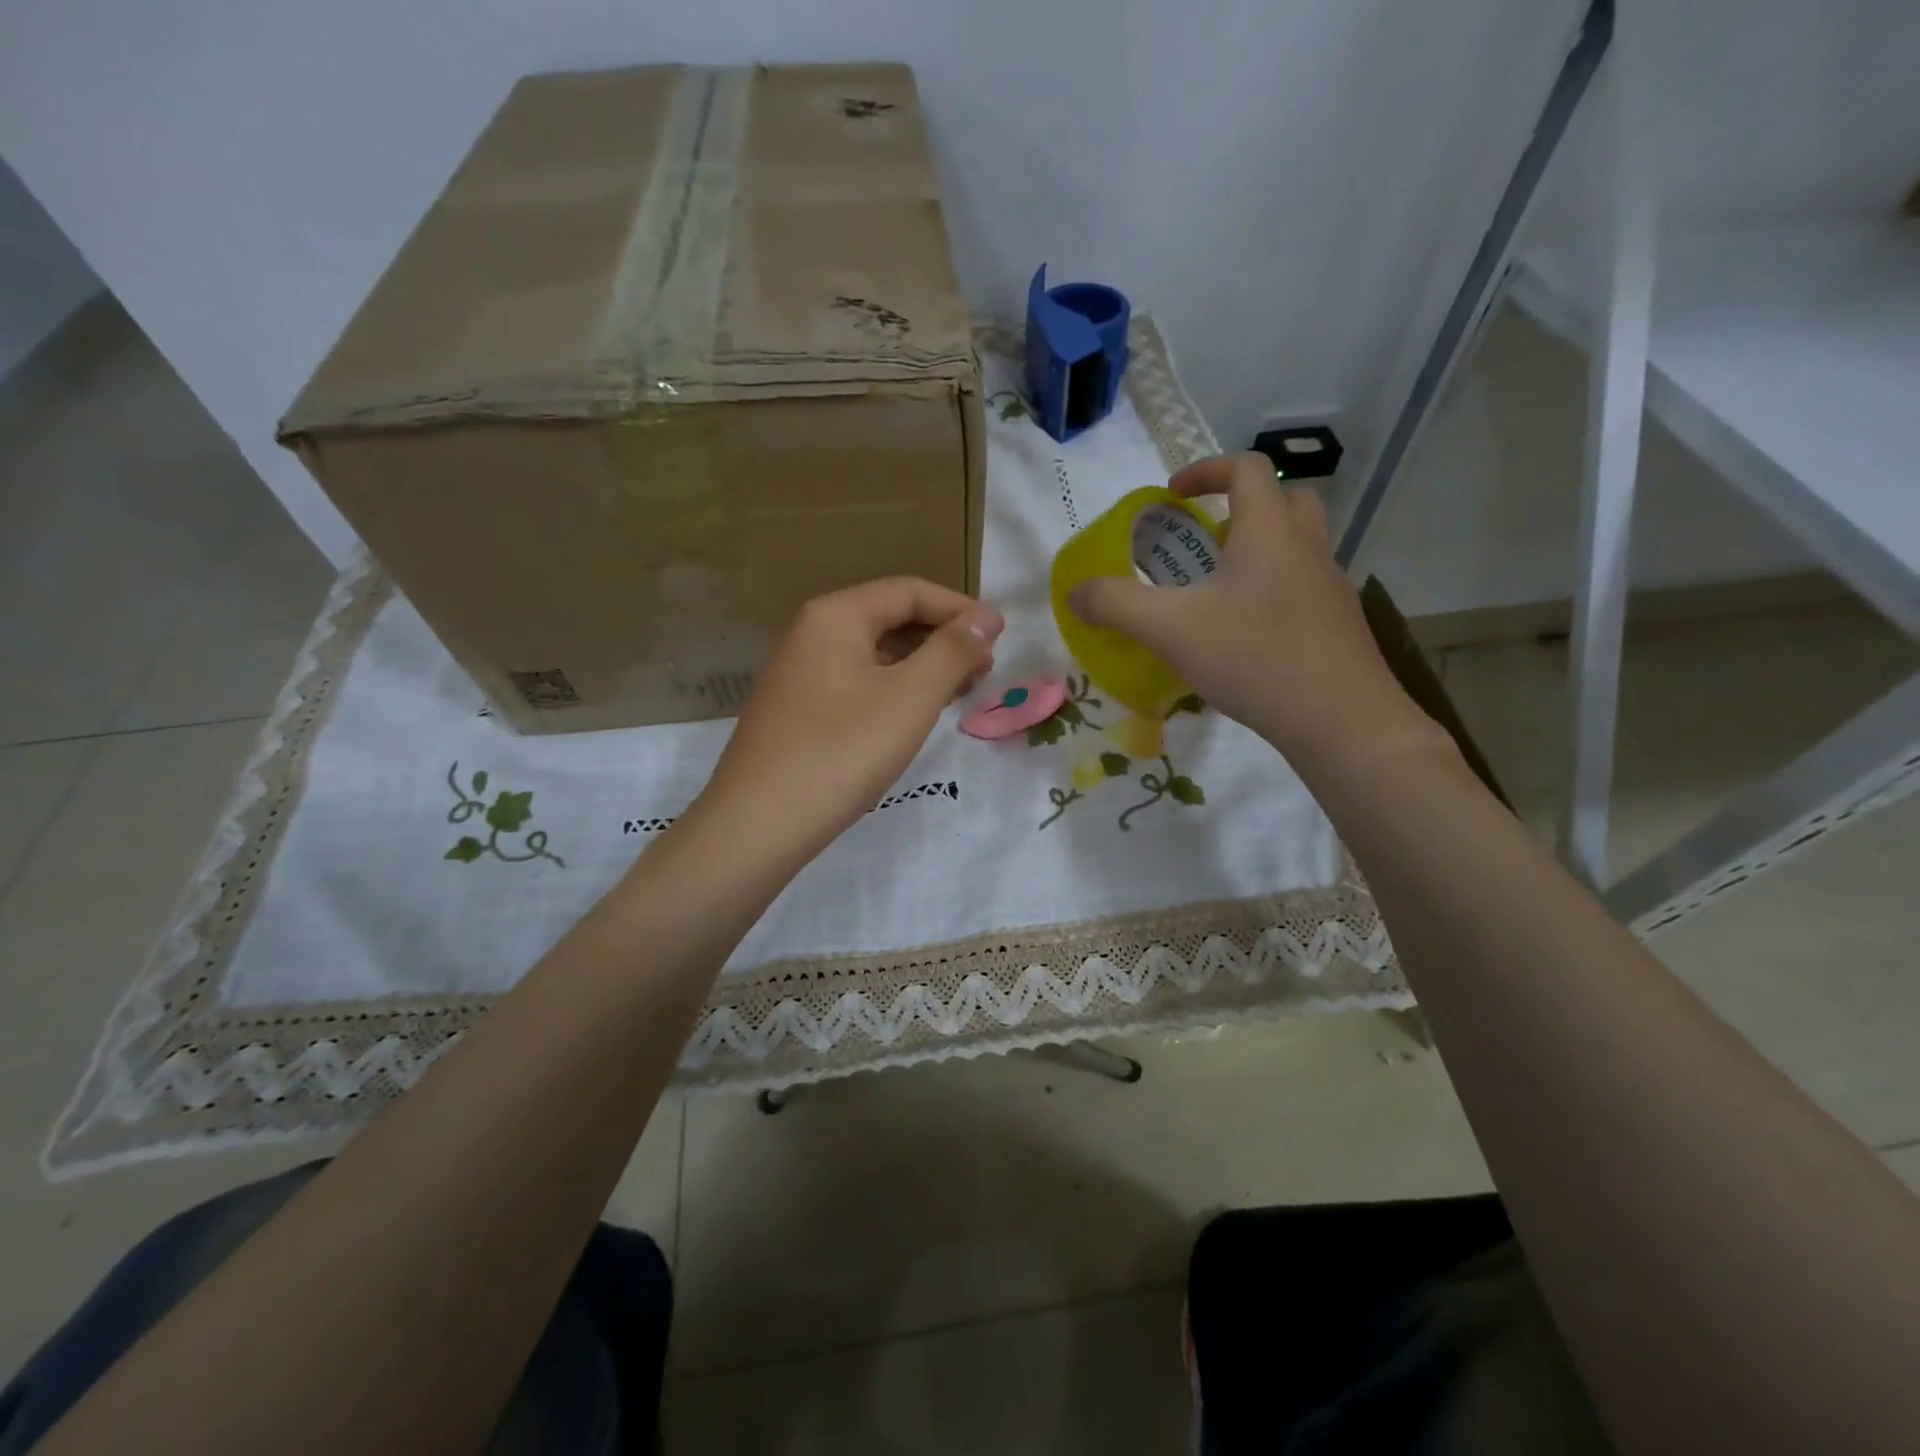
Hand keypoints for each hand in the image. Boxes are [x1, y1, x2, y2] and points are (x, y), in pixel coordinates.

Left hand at [698, 577, 1003, 863]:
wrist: (757, 824)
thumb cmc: (841, 753)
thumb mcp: (910, 698)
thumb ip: (951, 652)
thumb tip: (983, 620)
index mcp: (835, 616)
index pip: (909, 591)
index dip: (960, 609)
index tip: (1001, 636)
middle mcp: (811, 633)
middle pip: (890, 618)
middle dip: (942, 638)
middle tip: (985, 668)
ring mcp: (799, 673)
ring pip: (873, 654)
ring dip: (921, 665)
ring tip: (959, 691)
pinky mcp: (796, 709)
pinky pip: (856, 682)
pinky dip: (893, 688)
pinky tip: (913, 714)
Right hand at [1067, 452, 1440, 769]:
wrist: (1340, 720)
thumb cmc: (1253, 657)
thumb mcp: (1169, 629)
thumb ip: (1116, 605)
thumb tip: (1075, 593)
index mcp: (1268, 531)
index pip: (1246, 469)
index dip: (1205, 470)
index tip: (1171, 496)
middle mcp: (1307, 547)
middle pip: (1285, 499)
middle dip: (1242, 508)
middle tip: (1205, 541)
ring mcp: (1330, 587)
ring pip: (1298, 547)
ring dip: (1259, 552)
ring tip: (1217, 594)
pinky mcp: (1338, 625)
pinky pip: (1303, 588)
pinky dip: (1272, 593)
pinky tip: (1244, 638)